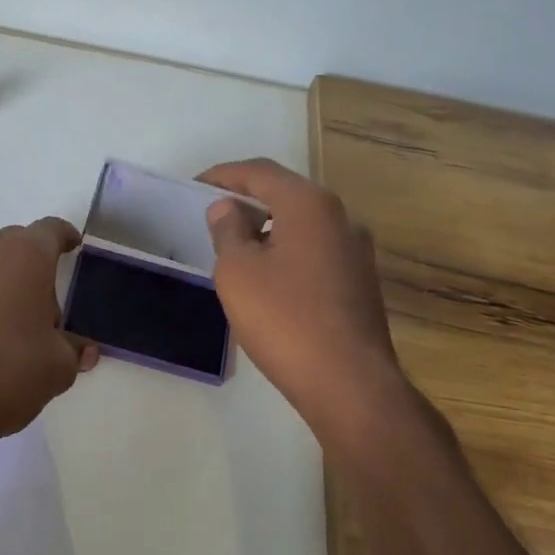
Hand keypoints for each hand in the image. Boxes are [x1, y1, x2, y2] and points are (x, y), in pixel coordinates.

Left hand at [0, 217, 97, 449]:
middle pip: (15, 244)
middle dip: (33, 264)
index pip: (51, 231)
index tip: (74, 247)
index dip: (65, 237)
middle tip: (46, 301)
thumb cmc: (8, 371)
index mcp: (25, 255)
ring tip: (12, 323)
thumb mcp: (57, 367)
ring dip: (1, 282)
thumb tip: (82, 351)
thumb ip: (73, 351)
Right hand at [199, 159, 426, 444]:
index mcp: (310, 205)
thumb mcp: (238, 272)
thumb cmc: (284, 319)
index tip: (194, 186)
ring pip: (302, 225)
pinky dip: (286, 252)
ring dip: (267, 229)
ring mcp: (356, 251)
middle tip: (212, 216)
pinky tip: (267, 278)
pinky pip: (314, 252)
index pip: (260, 172)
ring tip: (234, 249)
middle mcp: (340, 218)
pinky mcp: (359, 282)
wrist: (348, 382)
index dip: (223, 175)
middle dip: (247, 200)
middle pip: (285, 195)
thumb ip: (228, 231)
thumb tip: (228, 208)